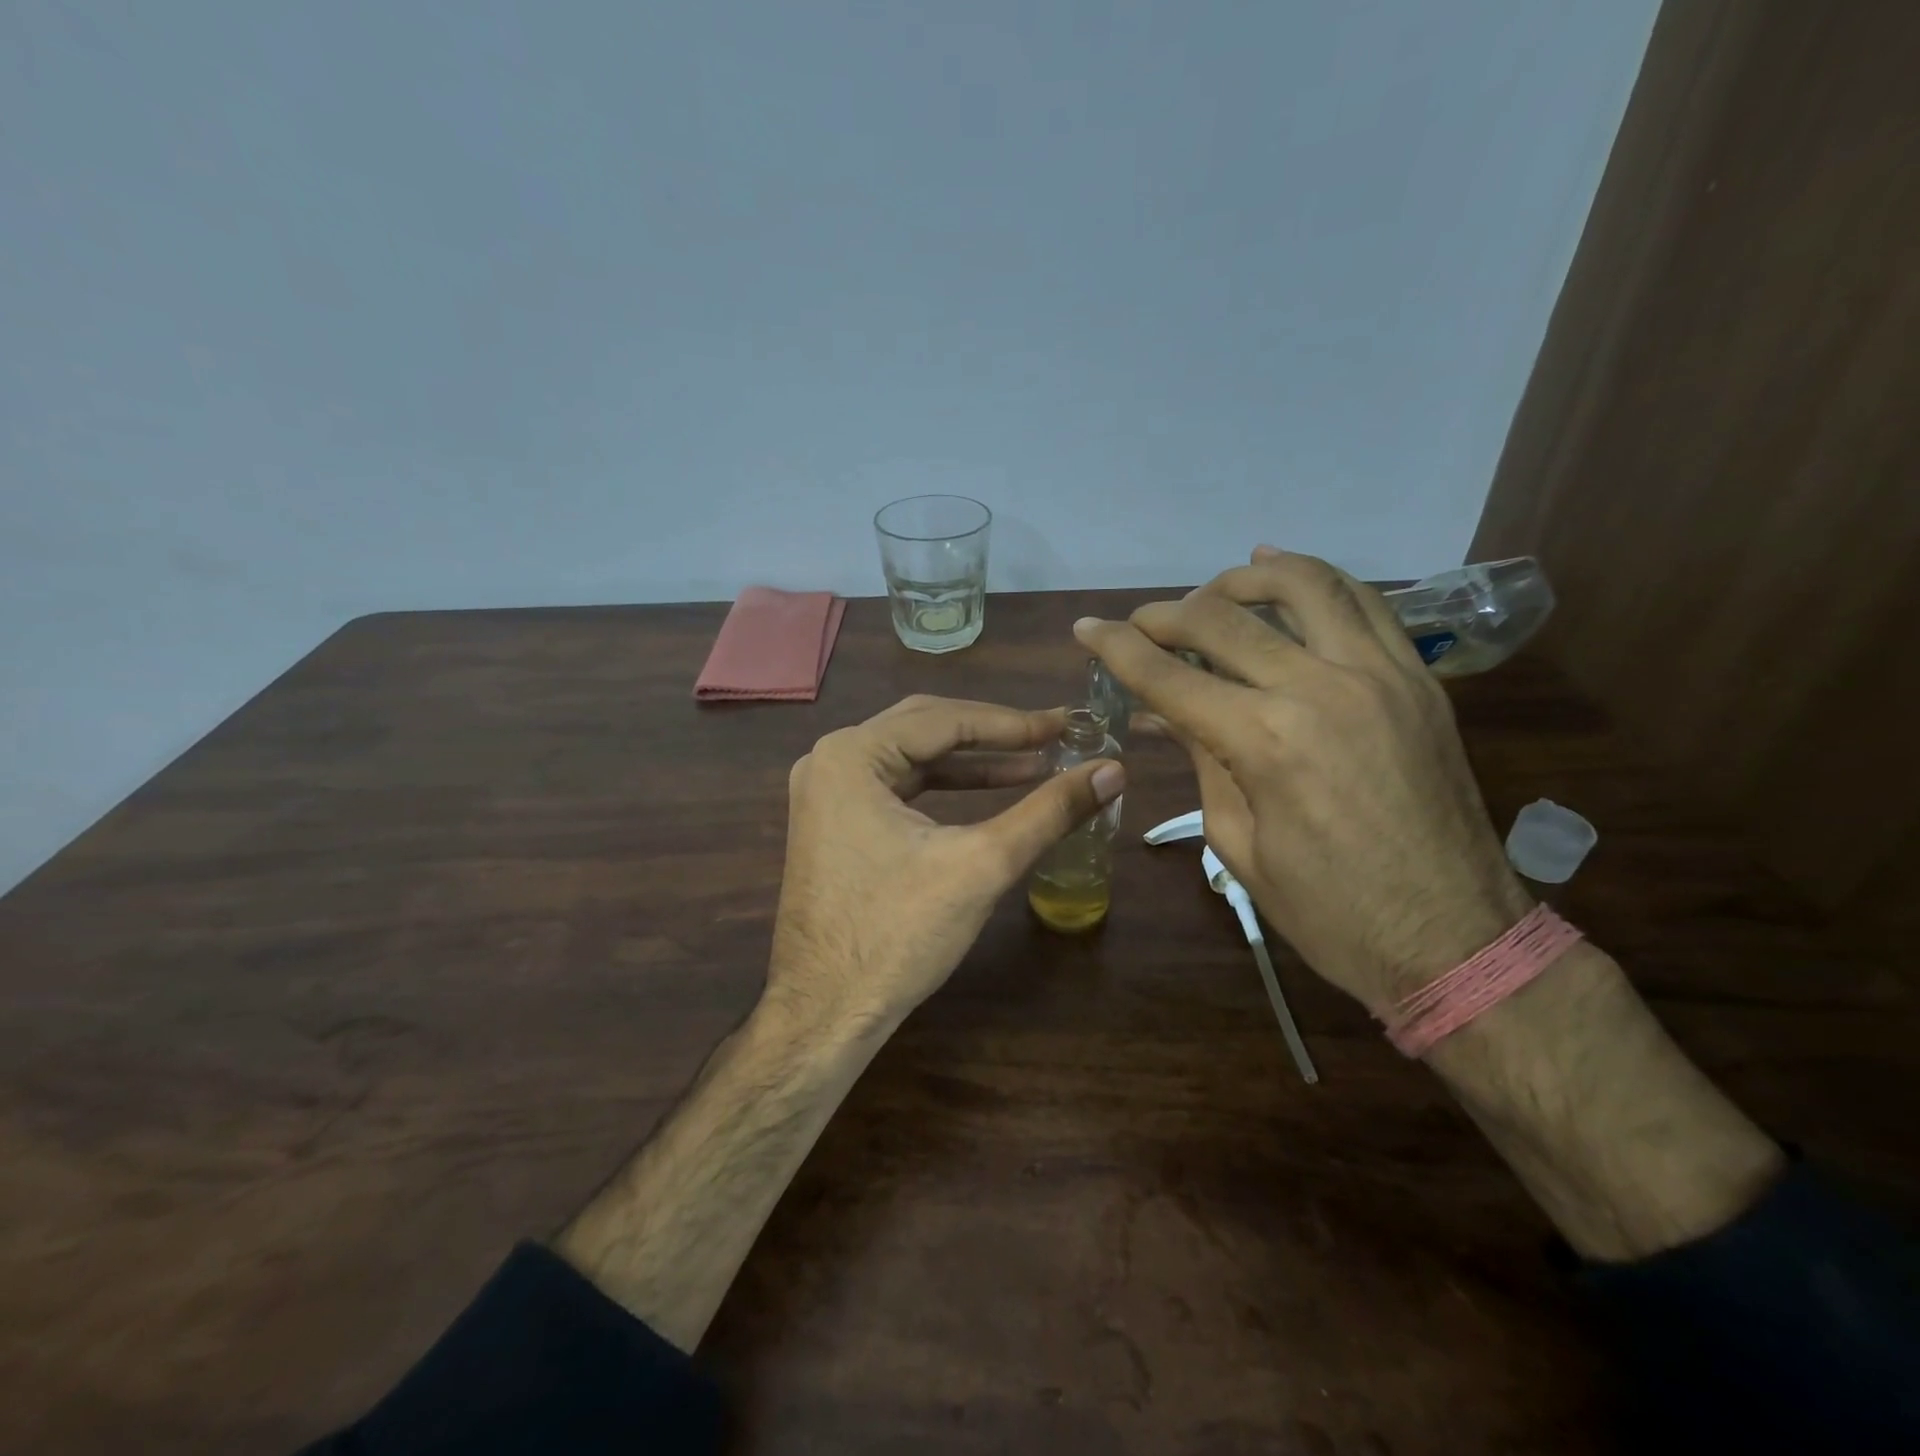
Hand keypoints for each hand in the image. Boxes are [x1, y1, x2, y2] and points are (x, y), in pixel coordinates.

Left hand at [767, 695, 1124, 1027]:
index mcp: (851, 755)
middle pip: (924, 727)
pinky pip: (897, 787)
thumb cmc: (899, 934)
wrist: (826, 1013)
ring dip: (971, 762)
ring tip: (1033, 765)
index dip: (1011, 723)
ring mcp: (825, 793)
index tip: (1065, 725)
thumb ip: (1049, 811)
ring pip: (911, 758)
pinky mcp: (833, 823)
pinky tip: (987, 792)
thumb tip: (1113, 770)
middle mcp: (829, 760)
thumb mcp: (982, 864)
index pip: (944, 719)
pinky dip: (943, 788)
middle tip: (1052, 737)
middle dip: (991, 734)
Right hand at [1075, 548, 1530, 1011]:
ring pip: (1303, 586)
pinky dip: (1316, 579)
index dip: (1117, 648)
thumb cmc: (1328, 913)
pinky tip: (1282, 572)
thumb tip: (1166, 712)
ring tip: (1208, 594)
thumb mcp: (1237, 843)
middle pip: (1223, 620)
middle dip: (1165, 614)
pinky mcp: (1418, 680)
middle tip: (1137, 624)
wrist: (1455, 940)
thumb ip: (1202, 760)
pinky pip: (1366, 603)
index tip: (1086, 629)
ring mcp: (1380, 675)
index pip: (1169, 675)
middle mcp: (1320, 689)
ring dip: (1241, 581)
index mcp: (1265, 741)